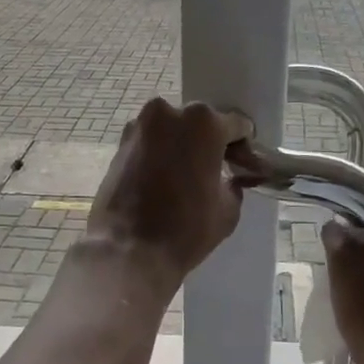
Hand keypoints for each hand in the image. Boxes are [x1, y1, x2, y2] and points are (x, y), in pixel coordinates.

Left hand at [87, 99, 252, 289]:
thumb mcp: (229, 209)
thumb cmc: (186, 229)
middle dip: (210, 144)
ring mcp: (139, 127)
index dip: (243, 148)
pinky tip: (163, 183)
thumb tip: (231, 179)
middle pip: (201, 123)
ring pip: (172, 132)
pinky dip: (160, 157)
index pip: (237, 126)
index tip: (243, 167)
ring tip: (186, 180)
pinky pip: (151, 144)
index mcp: (204, 123)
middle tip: (214, 174)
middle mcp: (169, 113)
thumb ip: (235, 184)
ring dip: (182, 149)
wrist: (128, 250)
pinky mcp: (119, 145)